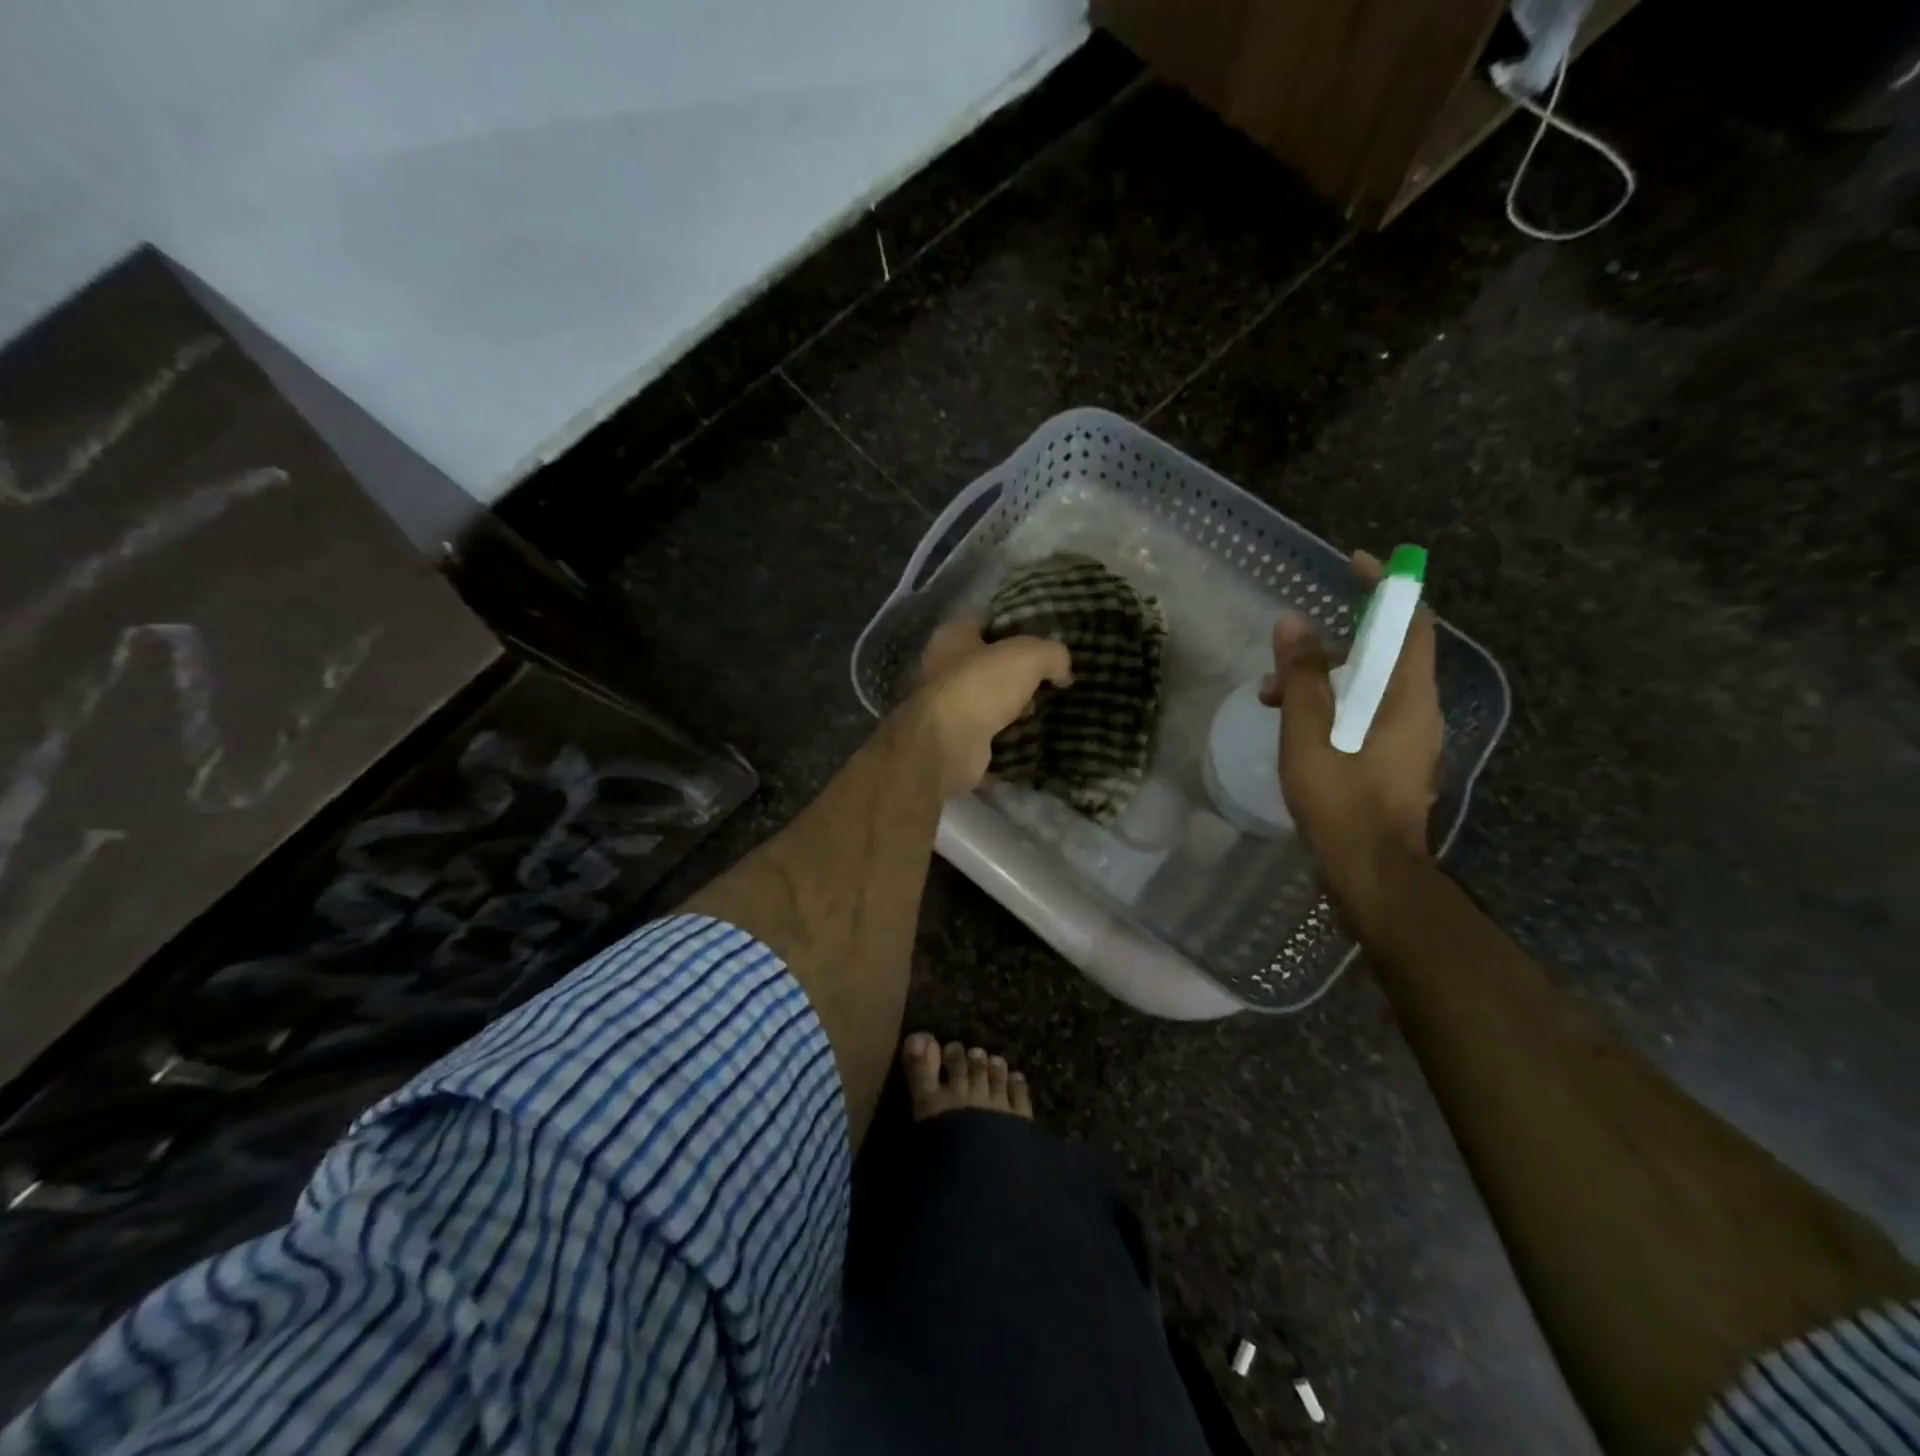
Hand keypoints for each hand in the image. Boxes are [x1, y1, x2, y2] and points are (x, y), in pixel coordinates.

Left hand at [910, 617, 1072, 799]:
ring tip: (1043, 710)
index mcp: (952, 636)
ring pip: (987, 701)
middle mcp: (942, 668)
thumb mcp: (1029, 656)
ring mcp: (946, 707)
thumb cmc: (981, 686)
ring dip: (1012, 707)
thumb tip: (1063, 672)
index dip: (1014, 625)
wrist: (948, 746)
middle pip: (987, 663)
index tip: (1044, 638)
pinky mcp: (954, 740)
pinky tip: (1031, 739)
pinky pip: (988, 735)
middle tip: (1049, 679)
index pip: (985, 620)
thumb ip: (1053, 655)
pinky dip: (1007, 738)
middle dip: (1017, 673)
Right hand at [1260, 551, 1440, 886]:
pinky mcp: (1392, 759)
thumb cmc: (1341, 801)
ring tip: (1269, 698)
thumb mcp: (1309, 734)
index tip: (1355, 563)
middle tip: (1282, 656)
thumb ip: (1301, 678)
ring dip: (1321, 681)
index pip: (1409, 622)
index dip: (1387, 586)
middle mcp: (1417, 709)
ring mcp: (1407, 737)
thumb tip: (1292, 622)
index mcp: (1407, 696)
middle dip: (1329, 645)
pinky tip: (1292, 726)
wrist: (1372, 872)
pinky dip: (1329, 706)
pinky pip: (1362, 712)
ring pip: (1367, 687)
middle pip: (1382, 654)